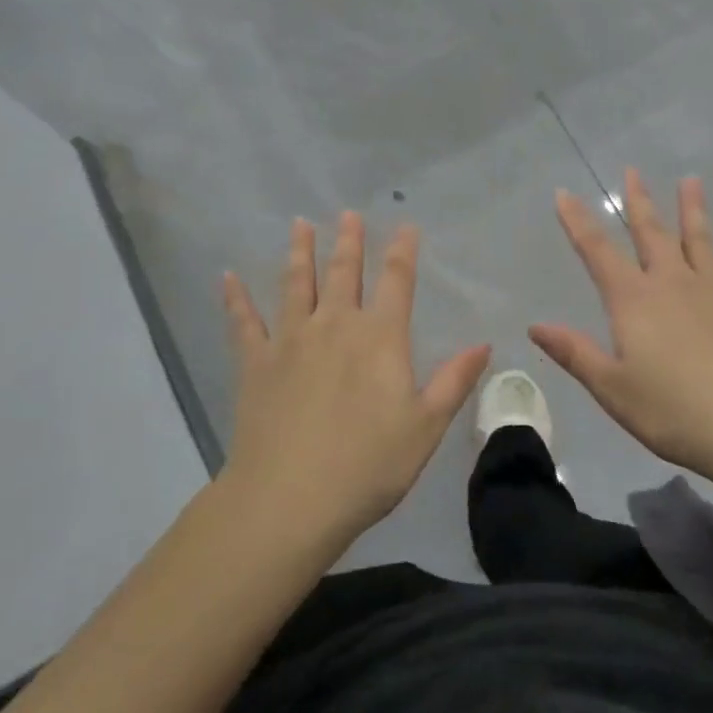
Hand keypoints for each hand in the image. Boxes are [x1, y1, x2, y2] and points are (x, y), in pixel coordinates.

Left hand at [221, 213, 490, 544]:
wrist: (289, 500)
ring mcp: (290, 340)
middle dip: (349, 241)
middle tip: (348, 213)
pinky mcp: (255, 363)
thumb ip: (453, 381)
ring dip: (300, 252)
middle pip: (344, 272)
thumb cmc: (368, 465)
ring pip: (296, 284)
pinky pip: (243, 322)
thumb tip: (484, 344)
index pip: (396, 281)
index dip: (403, 251)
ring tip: (300, 224)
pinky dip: (236, 298)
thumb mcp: (425, 426)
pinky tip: (228, 277)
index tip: (406, 226)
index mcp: (380, 338)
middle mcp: (335, 325)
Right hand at [530, 171, 712, 486]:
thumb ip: (576, 353)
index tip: (563, 192)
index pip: (597, 252)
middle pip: (652, 234)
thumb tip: (535, 325)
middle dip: (639, 202)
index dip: (577, 222)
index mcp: (635, 301)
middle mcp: (674, 284)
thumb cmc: (675, 412)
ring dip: (693, 210)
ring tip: (691, 180)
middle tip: (633, 170)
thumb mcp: (613, 389)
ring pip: (701, 241)